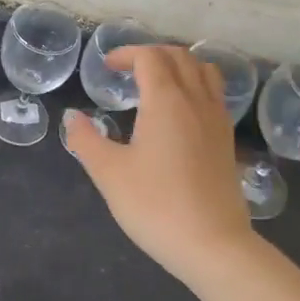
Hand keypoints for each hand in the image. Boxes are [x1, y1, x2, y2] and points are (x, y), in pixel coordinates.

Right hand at [64, 46, 250, 287]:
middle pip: (179, 56)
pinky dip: (195, 85)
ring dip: (178, 65)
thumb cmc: (155, 205)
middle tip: (127, 70)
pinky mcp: (226, 140)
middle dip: (151, 54)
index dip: (126, 54)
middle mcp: (196, 101)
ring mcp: (217, 120)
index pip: (149, 57)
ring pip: (203, 71)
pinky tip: (179, 112)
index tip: (107, 67)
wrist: (213, 246)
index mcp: (166, 100)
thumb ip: (86, 139)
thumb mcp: (109, 173)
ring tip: (156, 83)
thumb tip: (73, 117)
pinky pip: (214, 93)